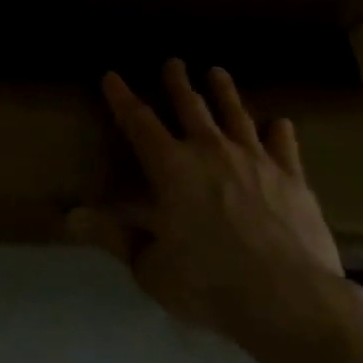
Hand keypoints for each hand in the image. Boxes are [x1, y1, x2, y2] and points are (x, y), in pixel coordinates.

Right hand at [71, 59, 345, 359]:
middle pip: (190, 106)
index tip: (111, 75)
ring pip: (235, 114)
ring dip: (224, 92)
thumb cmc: (210, 284)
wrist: (291, 300)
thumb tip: (70, 217)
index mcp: (170, 167)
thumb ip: (113, 238)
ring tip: (217, 72)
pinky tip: (281, 123)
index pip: (138, 122)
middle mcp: (209, 150)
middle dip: (177, 82)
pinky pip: (283, 146)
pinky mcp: (292, 178)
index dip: (122, 97)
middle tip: (174, 62)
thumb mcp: (150, 268)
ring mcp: (254, 160)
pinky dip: (279, 132)